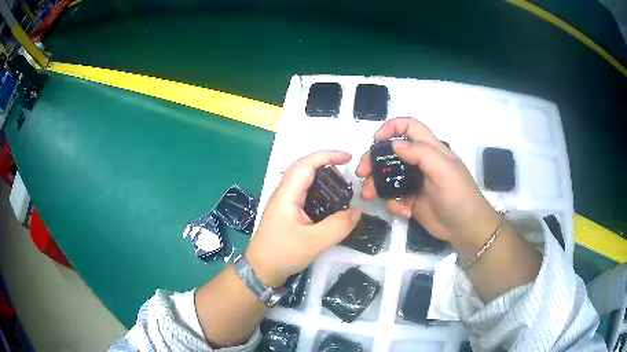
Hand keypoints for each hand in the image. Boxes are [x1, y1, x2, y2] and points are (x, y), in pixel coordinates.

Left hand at [246, 151, 361, 286]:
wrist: (261, 270)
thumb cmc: (283, 254)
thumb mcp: (314, 243)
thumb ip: (338, 226)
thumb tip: (357, 212)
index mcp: (287, 194)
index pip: (307, 163)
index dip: (328, 155)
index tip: (349, 158)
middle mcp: (284, 193)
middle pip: (304, 167)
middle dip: (326, 164)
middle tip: (346, 173)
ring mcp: (284, 202)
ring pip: (304, 180)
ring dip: (322, 177)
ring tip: (341, 187)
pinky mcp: (287, 212)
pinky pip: (304, 193)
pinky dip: (319, 191)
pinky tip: (330, 203)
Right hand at [356, 118, 500, 257]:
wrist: (465, 228)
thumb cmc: (458, 195)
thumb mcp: (443, 169)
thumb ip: (420, 153)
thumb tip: (394, 145)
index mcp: (430, 149)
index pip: (410, 127)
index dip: (392, 127)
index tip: (376, 140)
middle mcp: (421, 163)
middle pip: (392, 153)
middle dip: (374, 160)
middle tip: (362, 173)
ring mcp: (415, 182)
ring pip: (389, 176)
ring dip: (376, 184)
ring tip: (368, 195)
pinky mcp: (412, 201)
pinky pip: (395, 197)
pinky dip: (394, 204)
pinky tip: (404, 212)